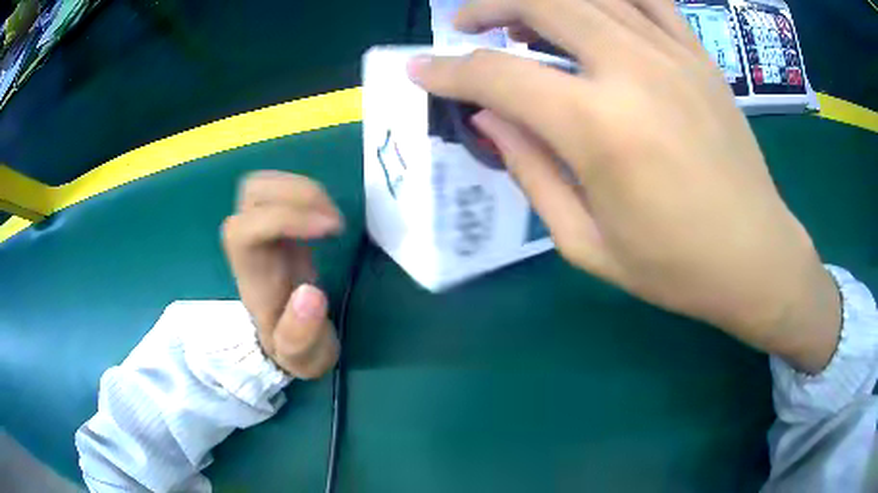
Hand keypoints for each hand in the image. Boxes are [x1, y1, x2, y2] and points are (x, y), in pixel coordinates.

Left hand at [222, 171, 342, 378]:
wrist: (287, 340)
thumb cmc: (295, 348)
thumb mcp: (304, 359)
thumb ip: (302, 335)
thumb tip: (310, 293)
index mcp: (253, 277)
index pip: (247, 230)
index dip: (285, 218)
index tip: (330, 229)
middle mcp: (249, 246)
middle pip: (249, 194)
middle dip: (296, 195)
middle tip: (333, 222)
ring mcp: (259, 230)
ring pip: (262, 185)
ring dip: (301, 189)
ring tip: (331, 217)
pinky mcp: (273, 223)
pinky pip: (276, 189)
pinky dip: (303, 190)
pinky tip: (322, 213)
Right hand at [409, 0, 839, 371]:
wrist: (755, 256)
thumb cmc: (674, 267)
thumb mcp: (587, 243)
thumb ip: (529, 170)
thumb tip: (488, 116)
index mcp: (600, 128)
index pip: (498, 75)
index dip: (447, 70)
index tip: (420, 70)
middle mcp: (633, 70)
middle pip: (541, 3)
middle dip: (488, 6)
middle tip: (465, 26)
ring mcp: (672, 54)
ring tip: (518, 16)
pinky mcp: (699, 55)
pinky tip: (589, 8)